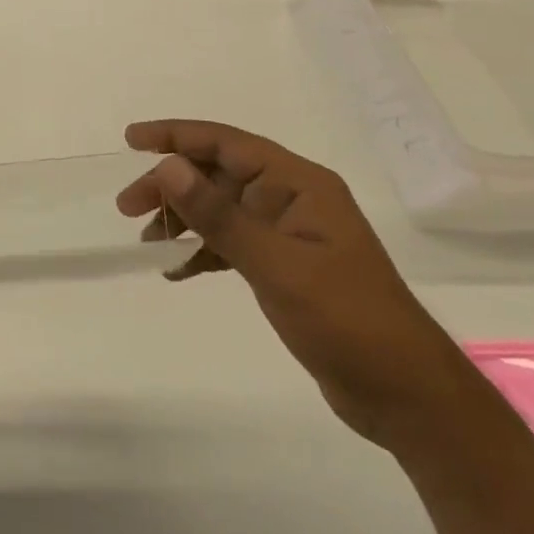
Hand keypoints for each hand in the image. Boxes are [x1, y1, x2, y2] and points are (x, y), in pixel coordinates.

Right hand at [118, 119, 475, 449]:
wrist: (406, 397)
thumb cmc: (346, 321)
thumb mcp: (276, 265)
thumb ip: (219, 215)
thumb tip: (168, 166)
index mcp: (299, 184)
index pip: (227, 143)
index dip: (176, 136)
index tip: (132, 139)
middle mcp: (292, 199)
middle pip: (218, 174)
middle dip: (171, 185)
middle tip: (127, 207)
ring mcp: (288, 233)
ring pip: (220, 208)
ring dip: (182, 218)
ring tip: (146, 241)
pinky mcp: (284, 265)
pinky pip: (231, 242)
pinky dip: (202, 251)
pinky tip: (175, 269)